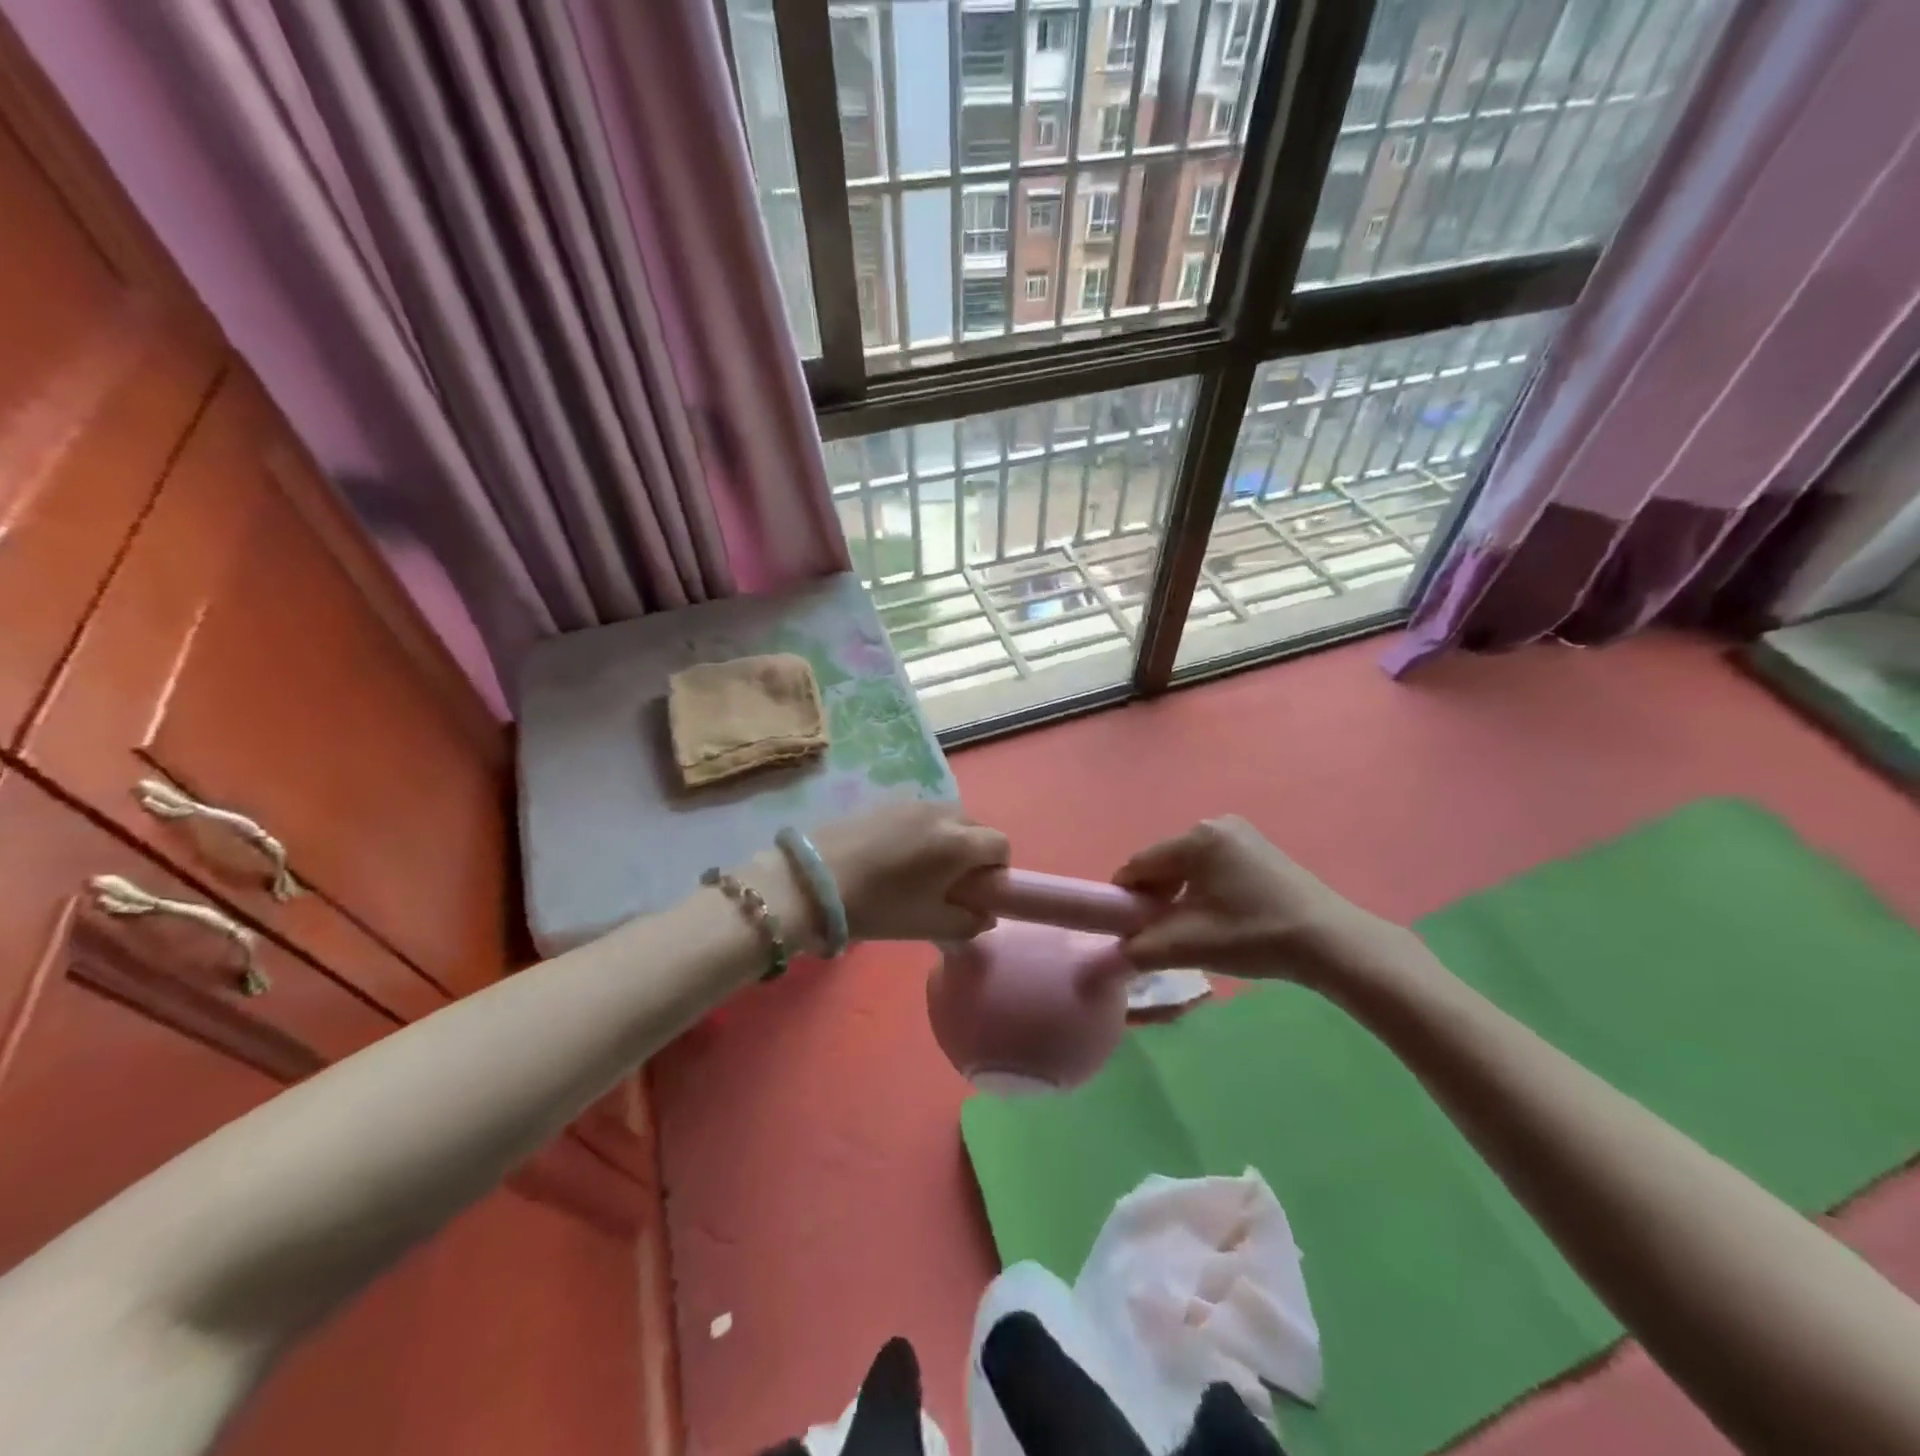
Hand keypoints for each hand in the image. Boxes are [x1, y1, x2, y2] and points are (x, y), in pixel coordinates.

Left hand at [783, 802, 1009, 945]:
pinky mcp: (886, 803)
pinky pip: (921, 816)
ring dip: (948, 841)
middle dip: (974, 854)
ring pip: (948, 819)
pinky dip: (923, 833)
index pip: (1001, 845)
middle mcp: (943, 813)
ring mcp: (913, 803)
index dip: (996, 870)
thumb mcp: (929, 924)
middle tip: (951, 884)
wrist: (814, 880)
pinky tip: (896, 857)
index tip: (977, 892)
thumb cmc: (880, 906)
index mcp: (959, 842)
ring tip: (921, 870)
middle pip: (976, 827)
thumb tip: (985, 915)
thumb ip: (968, 922)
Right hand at [1113, 816, 1409, 984]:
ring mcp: (1242, 834)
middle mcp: (1215, 824)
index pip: (1139, 864)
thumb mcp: (1188, 945)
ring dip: (1179, 894)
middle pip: (1164, 862)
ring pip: (1189, 865)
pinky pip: (1213, 865)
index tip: (1124, 928)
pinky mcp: (1260, 849)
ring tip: (1190, 929)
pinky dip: (1204, 889)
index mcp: (1196, 839)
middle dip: (1154, 896)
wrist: (1332, 943)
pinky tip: (1218, 917)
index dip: (1125, 897)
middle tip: (1159, 932)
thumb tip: (1116, 951)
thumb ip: (1140, 947)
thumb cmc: (1254, 936)